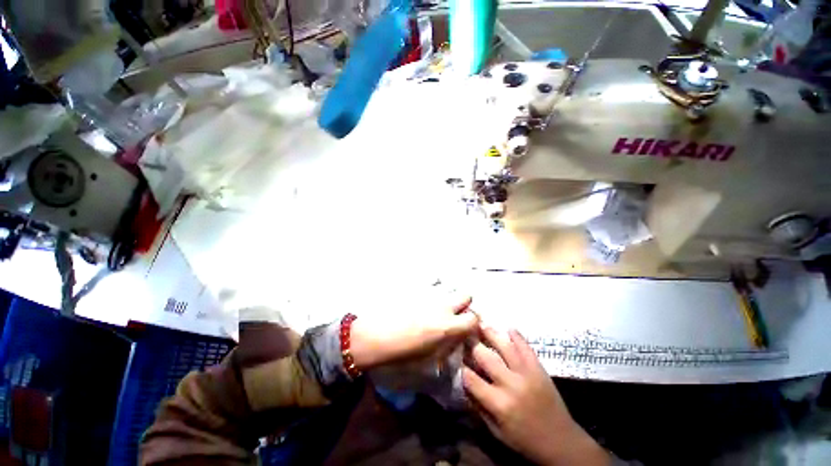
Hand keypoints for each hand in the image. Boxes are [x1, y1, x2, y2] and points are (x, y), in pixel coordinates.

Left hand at [349, 295, 478, 369]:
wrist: (377, 335)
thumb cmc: (403, 352)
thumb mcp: (430, 356)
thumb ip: (448, 344)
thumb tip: (456, 338)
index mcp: (448, 326)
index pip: (474, 319)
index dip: (473, 323)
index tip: (467, 327)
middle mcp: (443, 306)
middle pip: (466, 295)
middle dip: (464, 303)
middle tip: (454, 313)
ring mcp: (430, 294)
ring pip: (448, 289)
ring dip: (447, 297)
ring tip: (436, 305)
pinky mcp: (418, 287)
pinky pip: (431, 284)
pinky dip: (431, 291)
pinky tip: (422, 299)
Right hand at [463, 327, 609, 465]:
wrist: (561, 441)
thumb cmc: (524, 440)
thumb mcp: (496, 431)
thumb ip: (479, 406)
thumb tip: (465, 383)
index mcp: (498, 404)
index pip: (471, 379)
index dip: (462, 368)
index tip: (459, 361)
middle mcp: (510, 384)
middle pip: (485, 357)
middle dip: (473, 345)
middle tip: (466, 336)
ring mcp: (526, 373)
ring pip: (504, 347)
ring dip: (491, 333)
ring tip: (481, 324)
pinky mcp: (539, 368)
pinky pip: (526, 348)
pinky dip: (517, 336)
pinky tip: (509, 328)